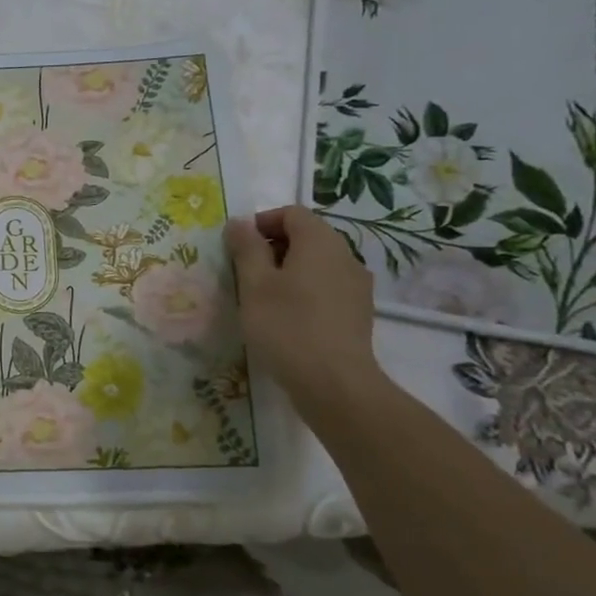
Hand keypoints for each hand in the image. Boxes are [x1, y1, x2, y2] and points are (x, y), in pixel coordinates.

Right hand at [225, 205, 383, 413]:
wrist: (334, 382)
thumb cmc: (286, 326)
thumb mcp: (254, 285)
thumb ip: (246, 248)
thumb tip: (240, 222)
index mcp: (320, 241)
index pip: (291, 213)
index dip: (261, 222)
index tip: (237, 246)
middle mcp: (345, 255)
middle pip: (307, 235)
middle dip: (273, 246)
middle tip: (245, 272)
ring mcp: (357, 285)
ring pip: (317, 263)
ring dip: (289, 270)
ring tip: (263, 297)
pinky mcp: (358, 311)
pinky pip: (327, 286)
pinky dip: (305, 290)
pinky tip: (288, 317)